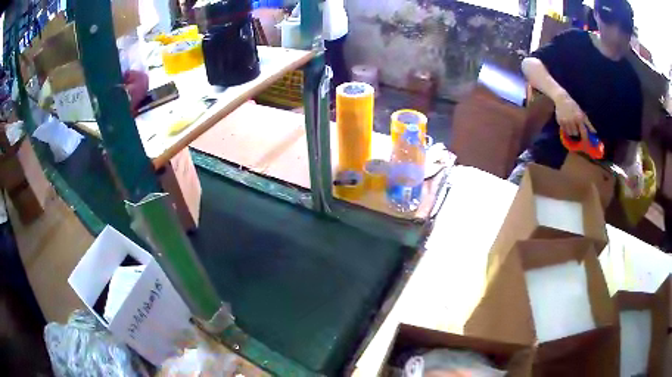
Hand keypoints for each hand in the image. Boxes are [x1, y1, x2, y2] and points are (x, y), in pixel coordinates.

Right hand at [553, 91, 593, 137]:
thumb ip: (588, 123)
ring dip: (571, 131)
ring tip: (571, 126)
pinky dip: (565, 128)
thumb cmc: (573, 106)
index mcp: (579, 118)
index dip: (585, 138)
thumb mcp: (582, 113)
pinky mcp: (560, 121)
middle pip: (576, 134)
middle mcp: (572, 121)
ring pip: (570, 133)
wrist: (561, 99)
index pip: (584, 132)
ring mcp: (565, 121)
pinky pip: (564, 130)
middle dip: (576, 132)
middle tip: (576, 127)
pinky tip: (566, 123)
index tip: (585, 141)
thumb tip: (594, 132)